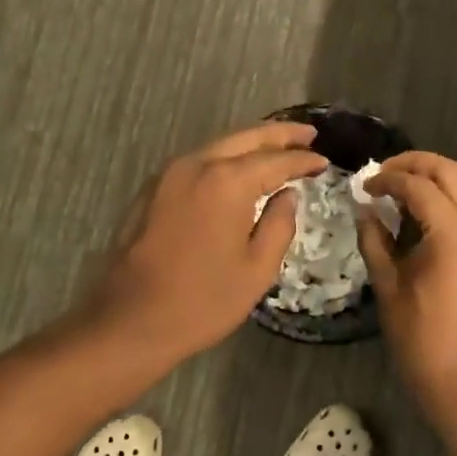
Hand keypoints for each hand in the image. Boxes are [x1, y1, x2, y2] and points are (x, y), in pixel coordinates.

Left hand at [84, 122, 326, 364]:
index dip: (303, 160)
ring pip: (218, 147)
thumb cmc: (203, 300)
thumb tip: (288, 195)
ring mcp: (169, 175)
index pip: (276, 160)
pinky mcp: (152, 190)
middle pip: (245, 138)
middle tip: (308, 135)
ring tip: (278, 149)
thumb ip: (279, 224)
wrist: (131, 320)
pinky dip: (224, 159)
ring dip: (250, 145)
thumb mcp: (257, 269)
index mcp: (227, 182)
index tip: (324, 161)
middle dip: (279, 135)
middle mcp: (196, 165)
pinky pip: (198, 162)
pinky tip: (238, 172)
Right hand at [359, 152, 456, 396]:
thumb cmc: (419, 336)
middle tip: (385, 173)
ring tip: (408, 186)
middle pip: (451, 172)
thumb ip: (375, 240)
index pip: (418, 185)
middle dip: (416, 164)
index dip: (387, 180)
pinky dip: (456, 195)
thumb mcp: (388, 285)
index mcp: (452, 233)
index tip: (365, 188)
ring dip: (440, 176)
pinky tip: (430, 211)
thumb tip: (365, 210)